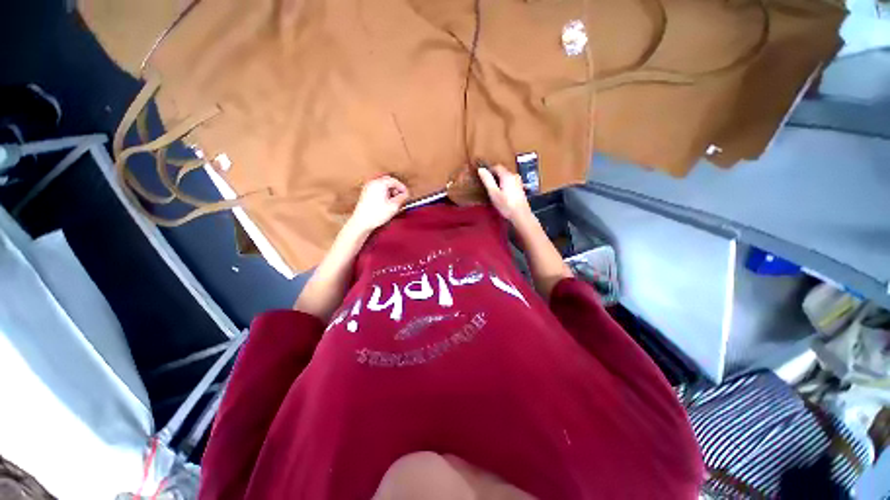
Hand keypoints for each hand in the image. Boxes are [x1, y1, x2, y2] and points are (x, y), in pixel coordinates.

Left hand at [346, 176, 409, 233]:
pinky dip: (384, 193)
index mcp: (380, 184)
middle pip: (388, 181)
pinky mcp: (366, 194)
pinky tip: (386, 202)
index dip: (402, 187)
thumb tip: (406, 194)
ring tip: (393, 201)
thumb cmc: (376, 214)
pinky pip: (378, 189)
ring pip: (383, 185)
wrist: (362, 221)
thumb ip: (402, 198)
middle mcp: (373, 183)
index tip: (406, 194)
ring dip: (390, 191)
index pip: (394, 181)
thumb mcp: (394, 206)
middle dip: (396, 188)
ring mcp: (368, 188)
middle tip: (401, 197)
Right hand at [477, 165, 531, 222]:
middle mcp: (514, 176)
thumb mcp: (493, 193)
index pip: (497, 167)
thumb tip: (481, 169)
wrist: (521, 215)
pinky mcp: (520, 188)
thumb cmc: (506, 205)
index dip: (489, 170)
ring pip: (506, 177)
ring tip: (493, 190)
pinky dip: (504, 185)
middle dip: (494, 175)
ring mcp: (518, 182)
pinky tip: (502, 194)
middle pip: (502, 171)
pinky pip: (510, 182)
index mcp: (507, 175)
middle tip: (487, 184)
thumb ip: (487, 180)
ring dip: (499, 181)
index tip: (483, 177)